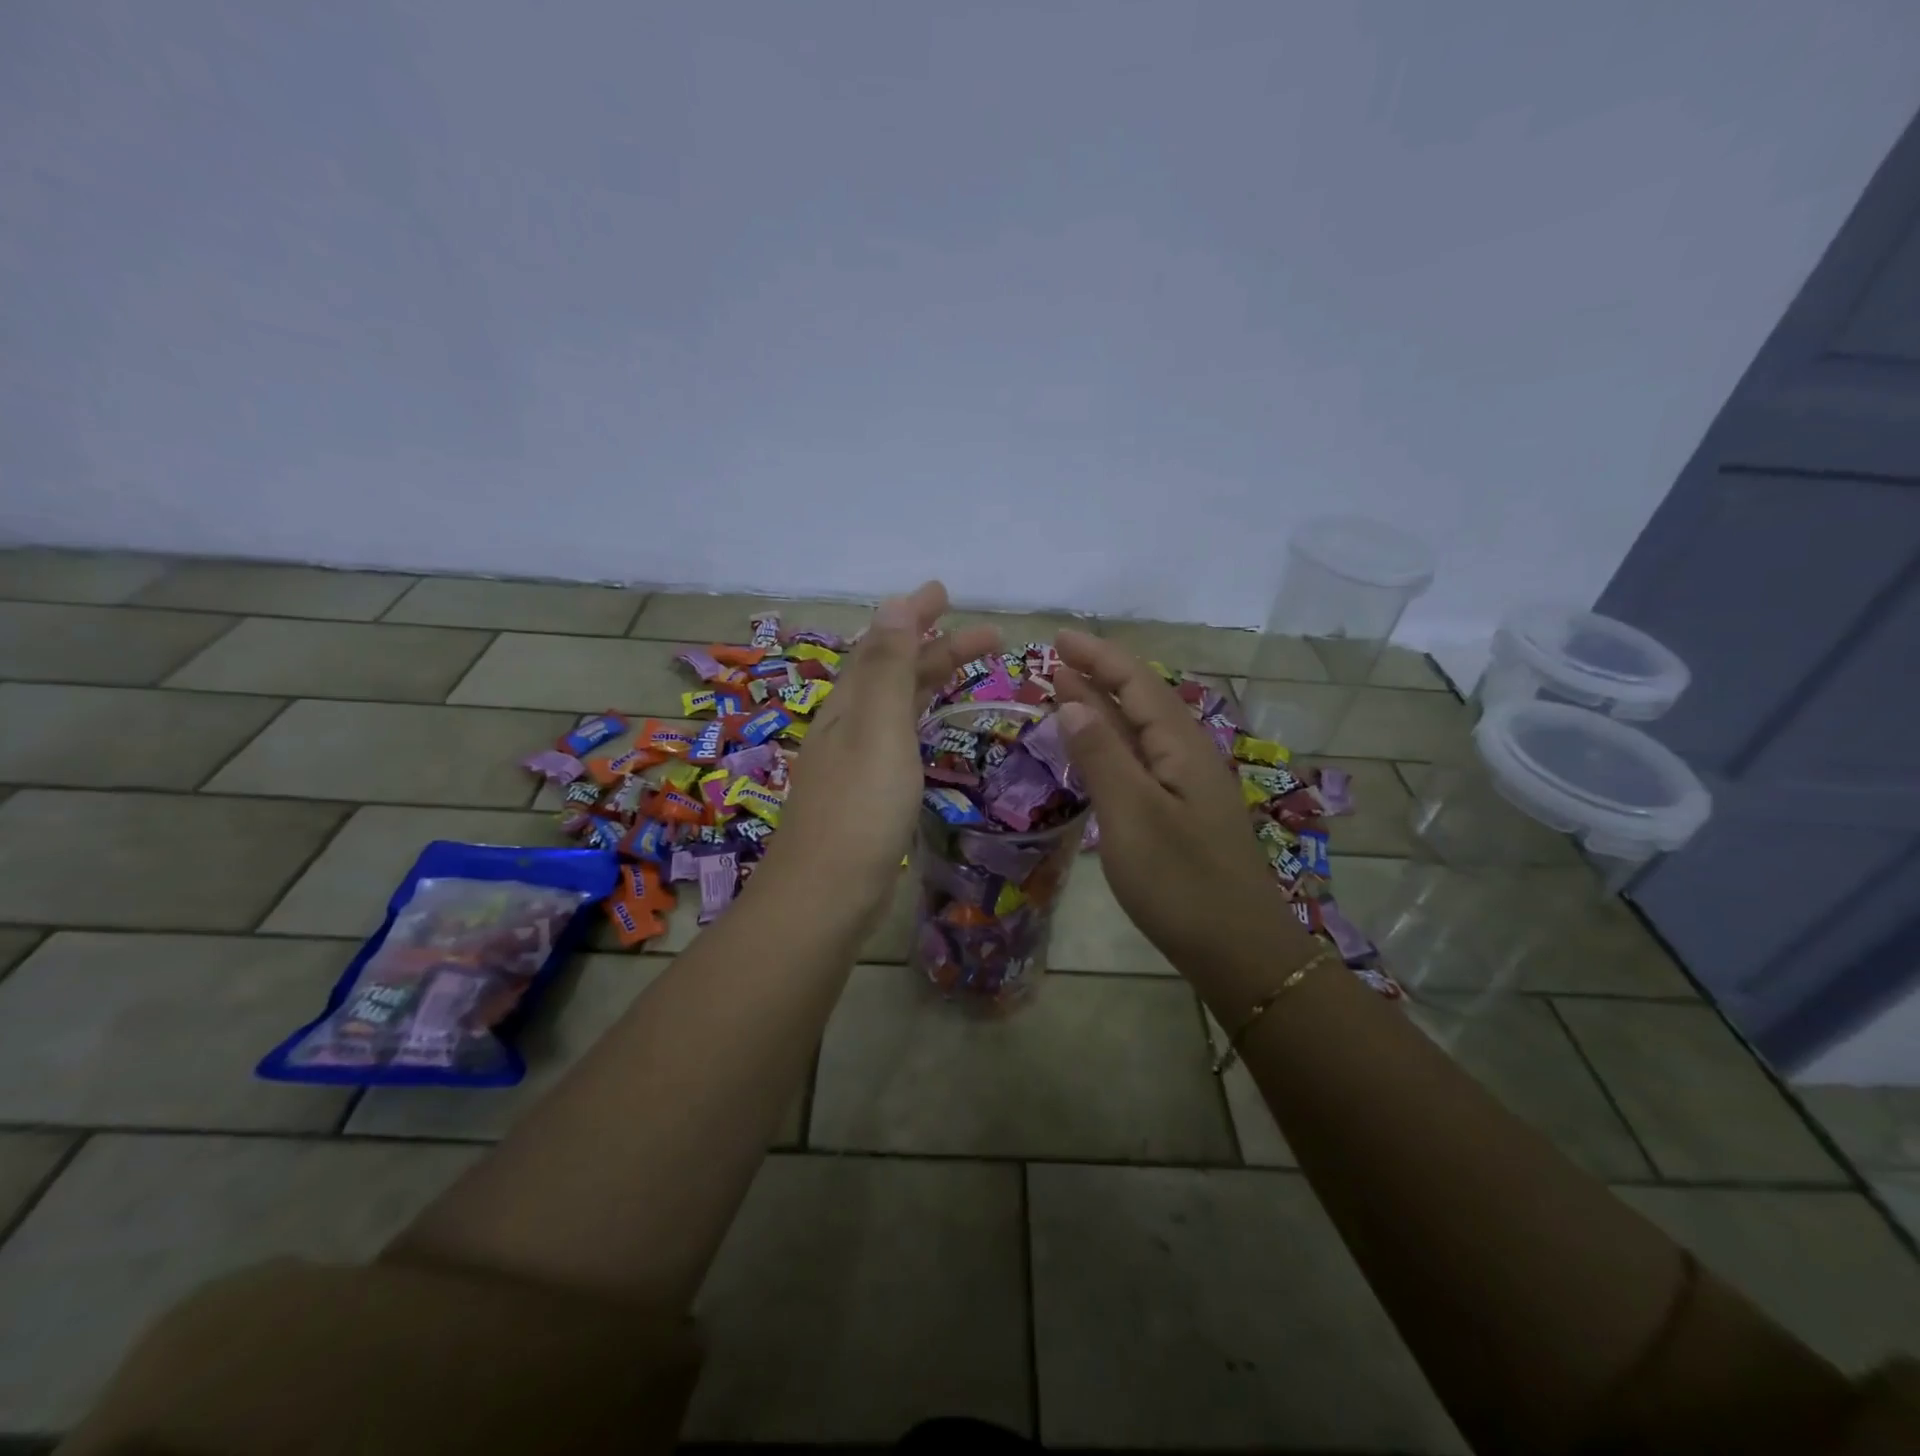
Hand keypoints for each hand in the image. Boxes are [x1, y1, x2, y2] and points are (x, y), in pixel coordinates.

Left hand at [768, 581, 999, 917]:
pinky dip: (920, 721)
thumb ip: (887, 667)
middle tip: (991, 636)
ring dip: (931, 682)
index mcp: (849, 706)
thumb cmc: (859, 809)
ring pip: (897, 707)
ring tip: (971, 672)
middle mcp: (848, 728)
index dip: (914, 616)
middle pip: (894, 673)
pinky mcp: (866, 797)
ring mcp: (855, 764)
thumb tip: (894, 602)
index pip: (883, 645)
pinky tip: (933, 732)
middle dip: (938, 648)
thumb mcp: (878, 729)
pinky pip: (898, 740)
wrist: (825, 896)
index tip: (946, 592)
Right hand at [1052, 628, 1297, 972]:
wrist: (1238, 951)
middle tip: (1056, 661)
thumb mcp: (1132, 815)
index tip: (1059, 639)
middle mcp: (1189, 756)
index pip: (1137, 683)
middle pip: (1141, 701)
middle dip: (1100, 675)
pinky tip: (1097, 752)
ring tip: (1068, 693)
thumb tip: (1073, 699)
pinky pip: (1142, 761)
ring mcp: (1188, 787)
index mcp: (1181, 747)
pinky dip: (1113, 744)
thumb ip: (1101, 755)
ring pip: (1142, 731)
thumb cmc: (1181, 882)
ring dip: (1105, 708)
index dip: (1099, 657)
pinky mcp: (1182, 814)